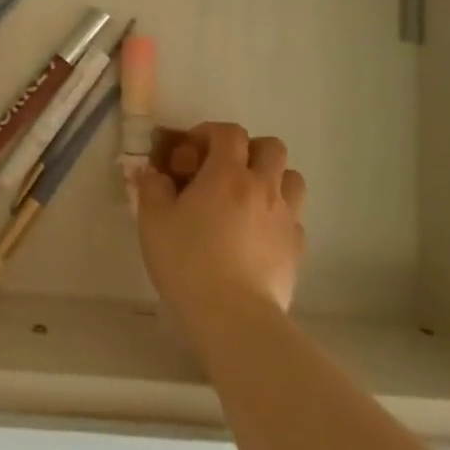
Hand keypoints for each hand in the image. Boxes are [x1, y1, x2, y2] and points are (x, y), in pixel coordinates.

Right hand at [137, 122, 306, 329]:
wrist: (234, 316)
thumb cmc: (187, 262)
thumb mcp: (153, 220)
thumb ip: (152, 187)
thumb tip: (155, 173)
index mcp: (227, 174)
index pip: (229, 132)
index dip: (209, 133)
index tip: (190, 152)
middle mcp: (263, 187)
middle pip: (271, 147)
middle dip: (247, 150)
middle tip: (223, 171)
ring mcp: (286, 217)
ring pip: (292, 178)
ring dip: (271, 178)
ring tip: (247, 198)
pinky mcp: (297, 248)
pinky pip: (293, 217)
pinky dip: (278, 215)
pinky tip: (257, 234)